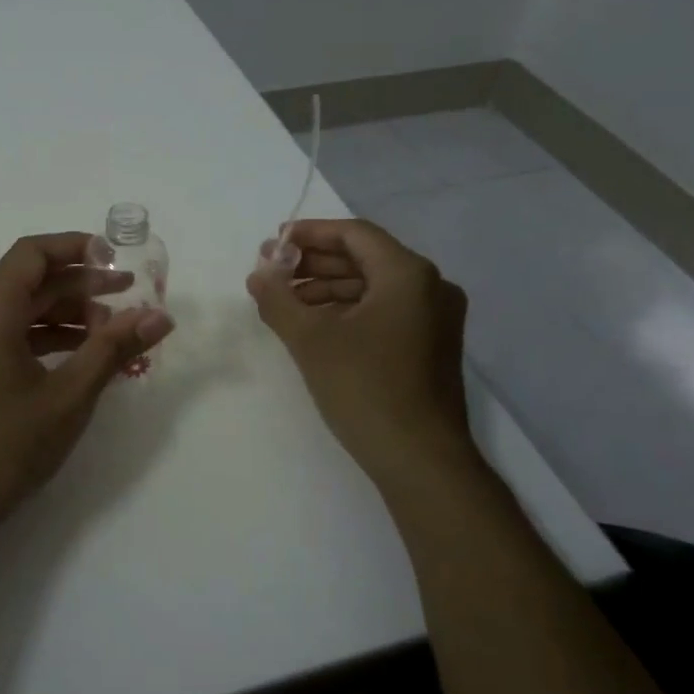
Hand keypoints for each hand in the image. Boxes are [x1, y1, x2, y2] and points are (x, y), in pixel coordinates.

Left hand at [0, 233, 174, 541]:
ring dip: (68, 318)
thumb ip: (112, 350)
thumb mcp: (68, 397)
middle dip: (82, 287)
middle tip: (130, 301)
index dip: (75, 247)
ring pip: (22, 313)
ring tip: (114, 336)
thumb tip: (159, 316)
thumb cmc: (3, 445)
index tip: (116, 260)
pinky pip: (11, 339)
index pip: (32, 254)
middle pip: (30, 283)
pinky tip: (82, 362)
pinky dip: (47, 342)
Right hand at [247, 219, 475, 486]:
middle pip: (364, 258)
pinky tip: (314, 324)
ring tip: (285, 300)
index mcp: (408, 274)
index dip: (310, 233)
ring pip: (373, 286)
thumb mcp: (309, 339)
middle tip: (272, 271)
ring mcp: (435, 318)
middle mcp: (430, 287)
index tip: (274, 243)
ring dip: (327, 287)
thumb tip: (258, 274)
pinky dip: (347, 310)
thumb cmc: (365, 388)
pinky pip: (384, 310)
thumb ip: (277, 298)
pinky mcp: (431, 346)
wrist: (420, 460)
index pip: (354, 234)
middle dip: (314, 262)